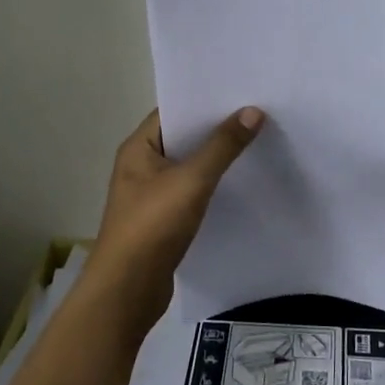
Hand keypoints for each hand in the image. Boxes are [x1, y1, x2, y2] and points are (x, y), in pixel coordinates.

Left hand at [85, 107, 264, 339]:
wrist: (127, 291)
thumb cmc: (152, 226)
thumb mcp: (191, 180)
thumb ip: (222, 146)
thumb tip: (252, 111)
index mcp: (138, 148)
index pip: (173, 111)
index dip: (204, 101)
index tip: (240, 92)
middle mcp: (141, 167)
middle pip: (183, 138)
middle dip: (216, 129)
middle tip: (257, 114)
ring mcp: (151, 195)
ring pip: (189, 167)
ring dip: (217, 159)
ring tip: (256, 143)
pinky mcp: (163, 221)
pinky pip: (192, 193)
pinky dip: (213, 187)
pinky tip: (241, 184)